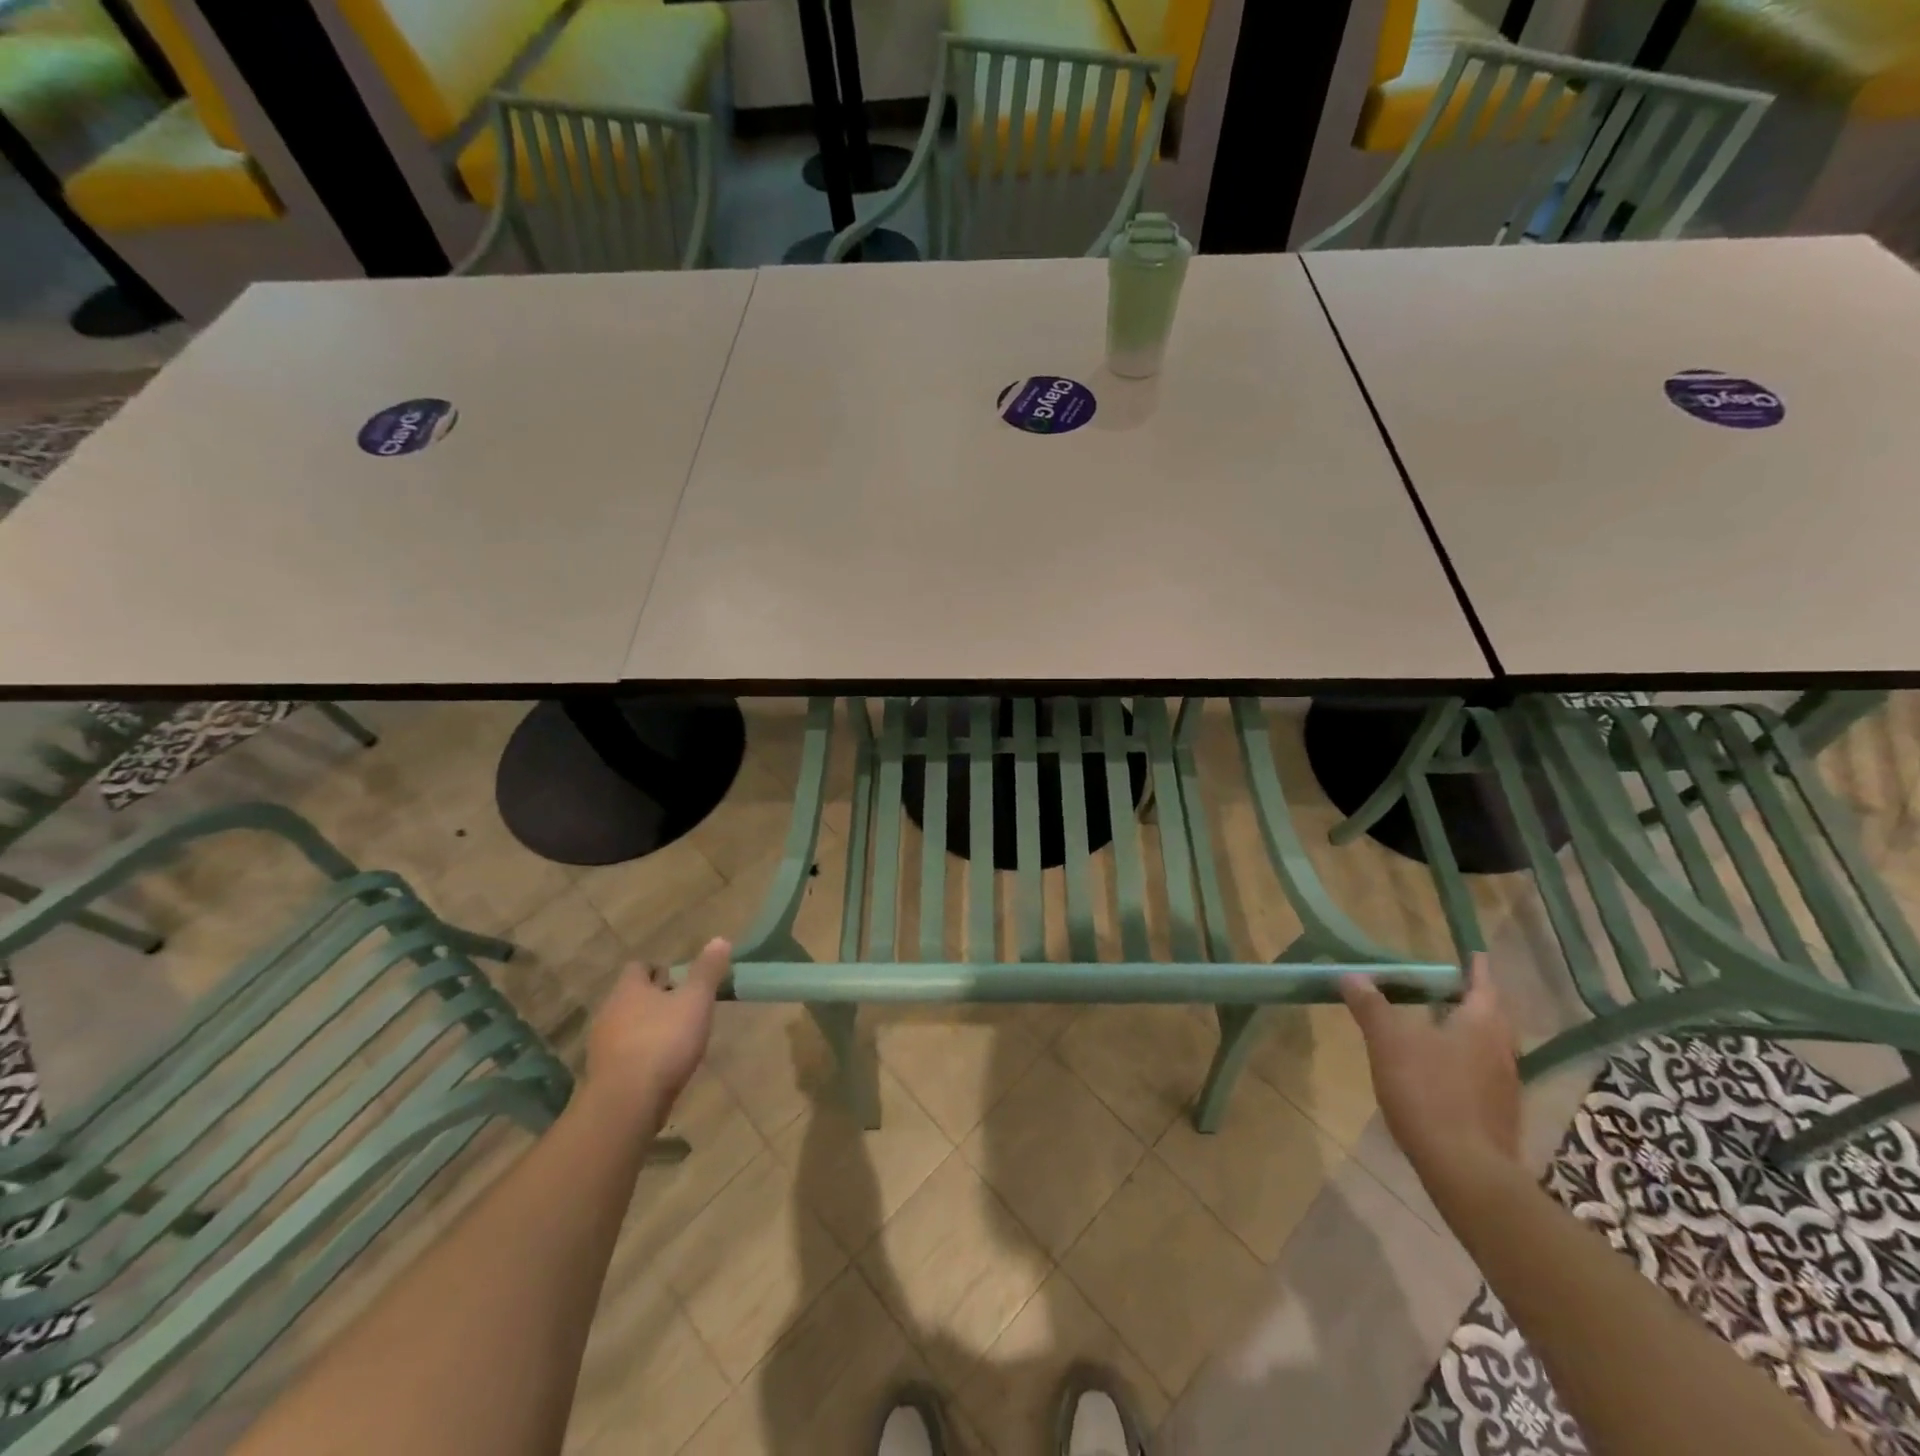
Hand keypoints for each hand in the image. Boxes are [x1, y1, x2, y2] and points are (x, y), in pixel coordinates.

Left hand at [581, 938, 730, 1130]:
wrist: (626, 1104)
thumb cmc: (663, 1041)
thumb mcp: (695, 1001)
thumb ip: (707, 971)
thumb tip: (720, 939)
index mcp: (628, 988)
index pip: (638, 967)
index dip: (659, 971)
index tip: (682, 981)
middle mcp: (609, 1012)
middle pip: (632, 997)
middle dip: (655, 1001)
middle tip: (684, 1009)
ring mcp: (602, 1046)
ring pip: (627, 1027)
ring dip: (648, 1029)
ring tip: (677, 1040)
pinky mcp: (603, 1075)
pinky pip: (624, 1055)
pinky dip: (641, 1056)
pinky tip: (661, 1068)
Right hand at [1341, 953, 1520, 1200]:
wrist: (1466, 1170)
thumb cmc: (1429, 1092)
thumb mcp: (1389, 1041)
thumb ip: (1371, 1006)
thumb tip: (1351, 975)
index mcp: (1482, 1023)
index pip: (1483, 982)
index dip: (1474, 966)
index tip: (1470, 952)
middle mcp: (1501, 1048)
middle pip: (1489, 1013)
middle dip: (1469, 997)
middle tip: (1443, 985)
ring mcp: (1504, 1084)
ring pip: (1486, 1043)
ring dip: (1465, 1028)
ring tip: (1435, 1022)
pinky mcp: (1497, 1113)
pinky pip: (1480, 1071)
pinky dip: (1462, 1058)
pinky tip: (1438, 1067)